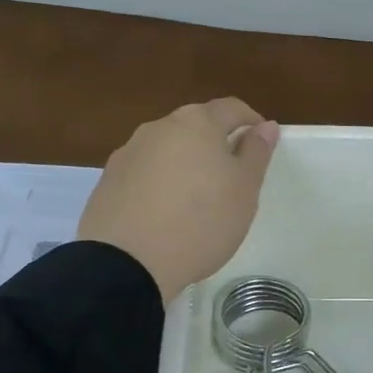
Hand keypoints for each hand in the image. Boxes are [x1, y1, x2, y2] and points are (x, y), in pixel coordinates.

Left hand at [77, 99, 279, 299]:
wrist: (126, 264)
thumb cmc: (201, 221)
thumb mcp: (244, 189)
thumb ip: (256, 152)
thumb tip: (266, 126)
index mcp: (197, 122)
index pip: (232, 108)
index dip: (251, 122)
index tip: (261, 145)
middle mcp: (159, 127)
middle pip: (196, 126)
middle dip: (215, 143)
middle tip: (231, 177)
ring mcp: (128, 153)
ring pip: (167, 149)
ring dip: (185, 164)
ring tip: (195, 200)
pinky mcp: (107, 181)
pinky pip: (143, 173)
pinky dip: (159, 184)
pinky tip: (163, 214)